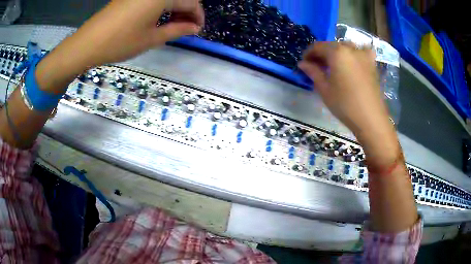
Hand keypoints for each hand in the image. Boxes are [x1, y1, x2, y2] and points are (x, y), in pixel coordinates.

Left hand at [66, 0, 203, 66]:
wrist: (88, 43)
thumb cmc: (121, 42)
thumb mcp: (152, 39)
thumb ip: (177, 30)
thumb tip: (194, 28)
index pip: (191, 2)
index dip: (197, 16)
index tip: (197, 30)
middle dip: (188, 10)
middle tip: (186, 28)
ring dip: (175, 7)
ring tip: (173, 24)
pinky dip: (162, 5)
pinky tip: (158, 17)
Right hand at [298, 42, 392, 141]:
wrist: (370, 118)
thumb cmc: (345, 104)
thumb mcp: (324, 89)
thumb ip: (313, 72)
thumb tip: (302, 63)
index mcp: (337, 52)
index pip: (318, 46)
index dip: (309, 54)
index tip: (304, 63)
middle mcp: (350, 48)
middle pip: (332, 46)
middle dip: (323, 54)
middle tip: (317, 67)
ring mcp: (363, 55)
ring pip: (346, 47)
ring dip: (337, 53)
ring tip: (334, 65)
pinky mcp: (372, 63)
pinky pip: (362, 51)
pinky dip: (356, 53)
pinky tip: (354, 60)